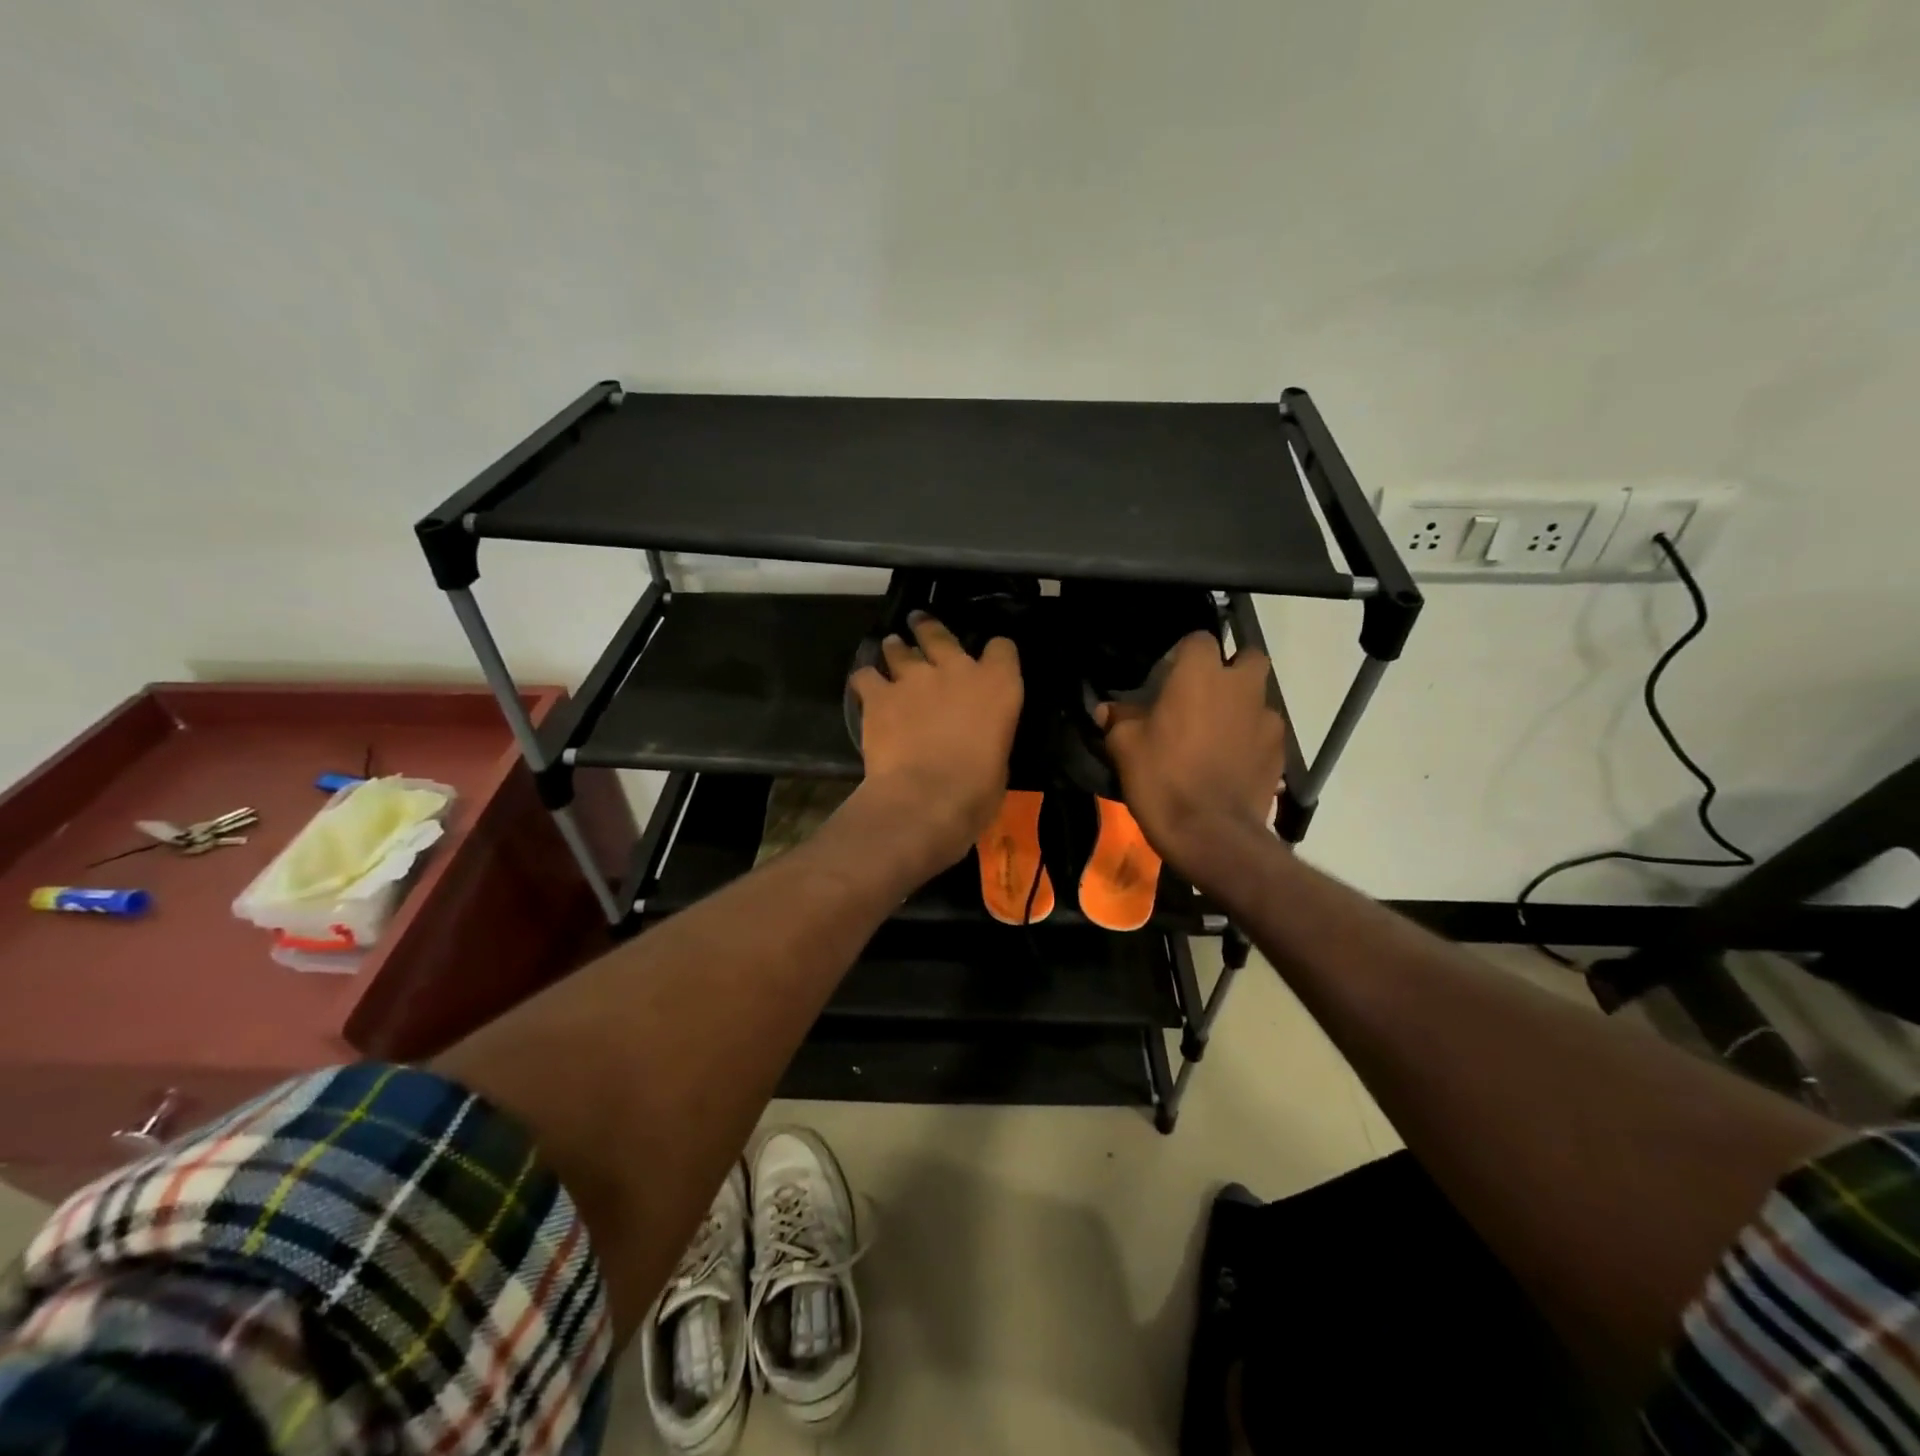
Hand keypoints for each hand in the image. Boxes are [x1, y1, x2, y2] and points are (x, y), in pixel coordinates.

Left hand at [848, 614, 1022, 872]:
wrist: (927, 797)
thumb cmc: (978, 789)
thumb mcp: (1000, 758)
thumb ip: (987, 734)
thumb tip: (976, 738)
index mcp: (997, 685)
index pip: (1002, 648)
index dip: (996, 652)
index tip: (991, 657)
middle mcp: (955, 670)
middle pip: (940, 634)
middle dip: (929, 628)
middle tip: (919, 623)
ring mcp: (913, 678)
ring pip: (898, 648)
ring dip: (895, 649)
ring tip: (891, 649)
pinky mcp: (879, 695)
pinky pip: (865, 676)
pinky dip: (865, 679)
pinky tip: (864, 686)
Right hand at [1096, 632, 1286, 877]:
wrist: (1210, 833)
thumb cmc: (1162, 778)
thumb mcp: (1124, 747)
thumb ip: (1119, 719)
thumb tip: (1108, 710)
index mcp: (1201, 674)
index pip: (1199, 640)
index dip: (1184, 654)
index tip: (1168, 676)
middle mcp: (1241, 686)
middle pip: (1247, 657)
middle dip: (1230, 669)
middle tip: (1204, 695)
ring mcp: (1267, 719)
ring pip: (1258, 697)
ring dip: (1240, 707)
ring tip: (1216, 736)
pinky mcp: (1280, 751)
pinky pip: (1264, 733)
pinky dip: (1250, 740)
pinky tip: (1230, 763)